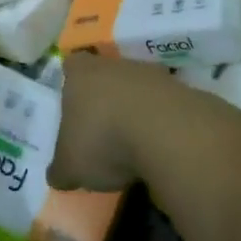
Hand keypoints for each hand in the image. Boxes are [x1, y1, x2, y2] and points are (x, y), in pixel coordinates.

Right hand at [49, 54, 177, 192]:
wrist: (167, 133)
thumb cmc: (104, 140)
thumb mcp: (71, 167)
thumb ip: (62, 169)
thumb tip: (58, 175)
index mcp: (81, 74)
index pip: (71, 66)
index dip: (70, 83)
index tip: (72, 104)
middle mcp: (114, 65)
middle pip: (105, 75)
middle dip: (104, 99)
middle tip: (100, 130)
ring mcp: (151, 74)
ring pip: (137, 88)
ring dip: (134, 110)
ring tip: (132, 144)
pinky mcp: (182, 90)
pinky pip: (164, 105)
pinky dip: (161, 122)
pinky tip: (159, 147)